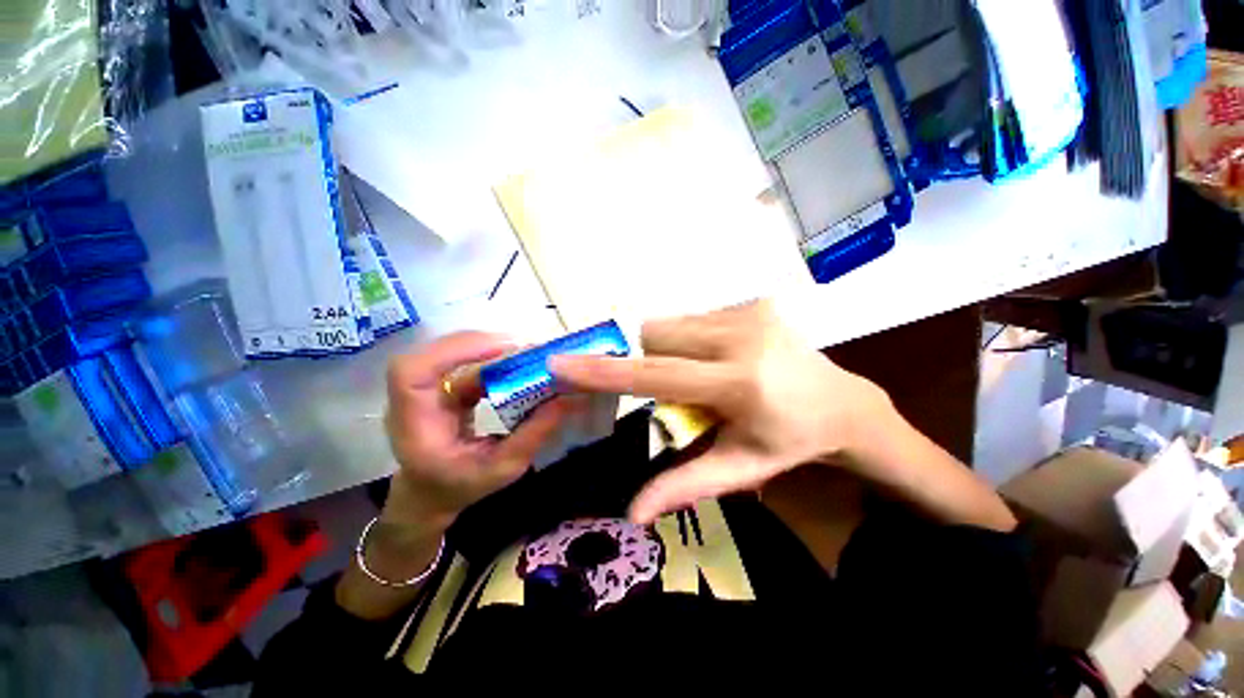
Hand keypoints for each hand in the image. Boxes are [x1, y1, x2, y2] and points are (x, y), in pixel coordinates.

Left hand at [383, 331, 575, 529]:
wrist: (431, 493)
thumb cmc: (459, 486)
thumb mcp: (502, 469)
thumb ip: (533, 434)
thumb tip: (567, 399)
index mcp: (415, 423)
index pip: (412, 372)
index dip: (452, 352)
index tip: (500, 350)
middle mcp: (416, 397)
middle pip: (437, 353)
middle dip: (484, 345)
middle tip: (528, 349)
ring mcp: (429, 387)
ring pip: (456, 352)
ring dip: (494, 349)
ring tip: (530, 355)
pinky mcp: (445, 383)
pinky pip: (469, 361)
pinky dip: (496, 359)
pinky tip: (520, 364)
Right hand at [551, 300, 895, 523]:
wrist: (842, 404)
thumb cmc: (789, 442)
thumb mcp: (740, 470)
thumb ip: (684, 485)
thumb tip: (633, 512)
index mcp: (738, 384)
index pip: (655, 375)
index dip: (604, 371)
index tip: (562, 363)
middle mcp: (740, 337)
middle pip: (656, 336)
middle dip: (645, 359)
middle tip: (667, 384)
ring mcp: (748, 312)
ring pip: (671, 323)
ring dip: (667, 349)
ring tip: (696, 373)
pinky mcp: (753, 301)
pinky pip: (694, 317)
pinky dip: (688, 338)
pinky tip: (714, 358)